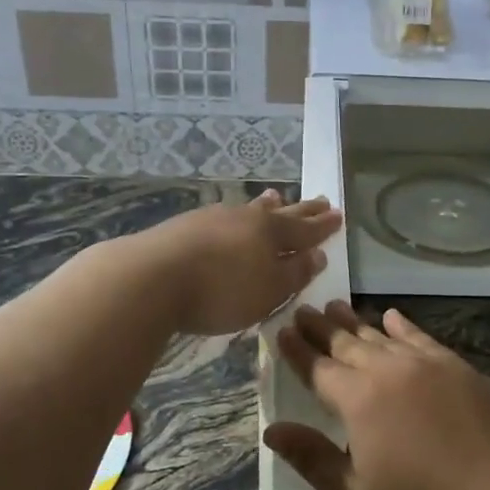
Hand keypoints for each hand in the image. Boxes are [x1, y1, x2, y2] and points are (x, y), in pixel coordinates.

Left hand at [138, 190, 341, 335]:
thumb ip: (295, 273)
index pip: (306, 229)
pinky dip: (238, 215)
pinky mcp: (187, 225)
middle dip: (302, 210)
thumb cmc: (221, 291)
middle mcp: (247, 218)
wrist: (151, 277)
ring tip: (276, 197)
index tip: (338, 215)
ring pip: (250, 209)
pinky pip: (225, 215)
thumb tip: (317, 255)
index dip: (323, 226)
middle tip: (320, 200)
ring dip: (268, 205)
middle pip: (281, 213)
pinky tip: (230, 217)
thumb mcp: (268, 291)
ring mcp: (214, 217)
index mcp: (272, 234)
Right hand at [263, 302, 489, 489]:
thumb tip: (272, 429)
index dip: (297, 350)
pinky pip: (422, 338)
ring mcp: (430, 365)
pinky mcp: (461, 369)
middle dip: (321, 327)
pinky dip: (403, 326)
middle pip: (347, 343)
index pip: (318, 368)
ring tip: (337, 306)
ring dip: (356, 321)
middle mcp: (391, 371)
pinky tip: (393, 317)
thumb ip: (312, 460)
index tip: (280, 330)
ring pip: (382, 335)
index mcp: (359, 401)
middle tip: (303, 310)